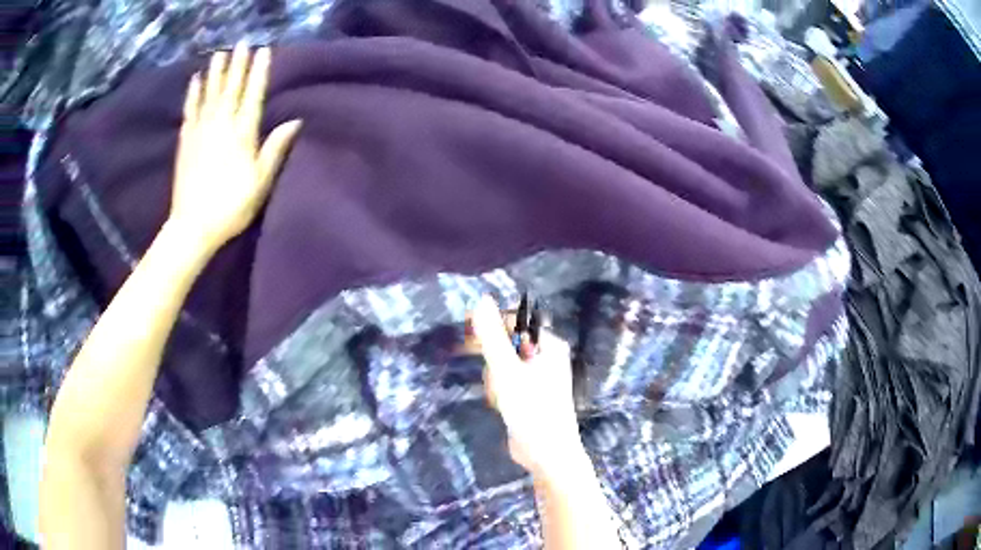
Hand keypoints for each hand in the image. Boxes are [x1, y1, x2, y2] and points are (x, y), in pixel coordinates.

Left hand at [169, 43, 301, 252]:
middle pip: (230, 88)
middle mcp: (221, 125)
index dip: (258, 72)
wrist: (193, 227)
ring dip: (215, 72)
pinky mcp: (185, 142)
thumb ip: (275, 149)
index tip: (263, 50)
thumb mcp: (260, 182)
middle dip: (237, 64)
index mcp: (242, 134)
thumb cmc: (231, 207)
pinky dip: (193, 94)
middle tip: (241, 42)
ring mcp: (200, 132)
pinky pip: (190, 111)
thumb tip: (295, 121)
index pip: (253, 95)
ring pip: (209, 94)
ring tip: (219, 53)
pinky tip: (195, 80)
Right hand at [470, 296, 583, 476]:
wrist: (546, 453)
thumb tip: (481, 299)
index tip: (470, 340)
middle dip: (494, 364)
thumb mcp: (506, 370)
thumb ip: (492, 335)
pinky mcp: (529, 394)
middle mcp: (546, 357)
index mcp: (549, 345)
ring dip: (495, 381)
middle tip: (495, 381)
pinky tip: (502, 408)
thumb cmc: (531, 408)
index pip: (515, 323)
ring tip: (502, 399)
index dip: (491, 328)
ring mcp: (538, 377)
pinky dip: (500, 392)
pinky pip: (506, 382)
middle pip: (506, 345)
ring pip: (502, 366)